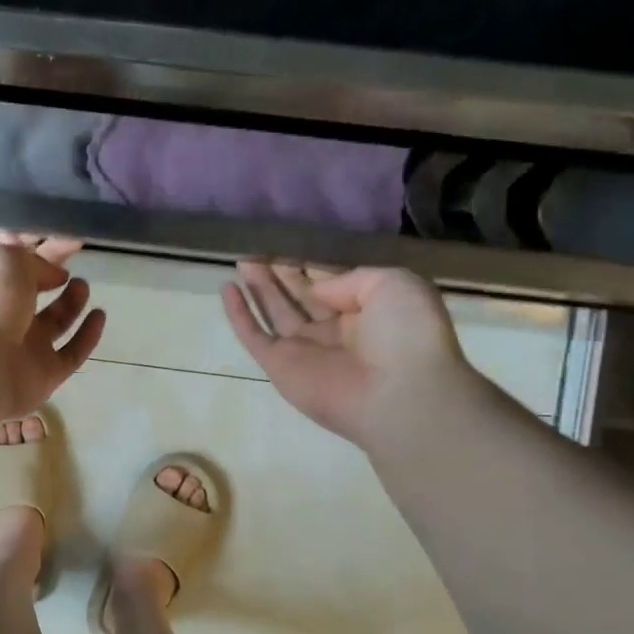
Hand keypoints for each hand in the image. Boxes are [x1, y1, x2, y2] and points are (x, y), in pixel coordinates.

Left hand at [0, 233, 106, 415]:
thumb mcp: (5, 258)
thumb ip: (31, 257)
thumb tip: (52, 271)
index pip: (12, 258)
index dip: (39, 244)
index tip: (69, 237)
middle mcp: (0, 314)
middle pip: (32, 288)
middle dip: (52, 271)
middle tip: (76, 256)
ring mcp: (22, 347)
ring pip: (52, 321)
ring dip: (70, 301)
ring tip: (82, 285)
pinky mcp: (43, 375)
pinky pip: (71, 353)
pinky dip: (86, 335)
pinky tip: (99, 315)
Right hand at [222, 261, 481, 449]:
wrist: (397, 393)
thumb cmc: (407, 335)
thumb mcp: (395, 284)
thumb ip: (352, 277)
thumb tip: (316, 289)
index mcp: (366, 312)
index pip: (330, 282)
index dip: (310, 262)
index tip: (290, 240)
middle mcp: (333, 330)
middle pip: (299, 295)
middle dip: (280, 271)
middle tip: (259, 247)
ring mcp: (304, 349)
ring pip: (274, 311)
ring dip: (258, 286)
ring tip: (242, 259)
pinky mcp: (278, 365)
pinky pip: (253, 335)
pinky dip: (239, 314)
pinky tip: (227, 287)